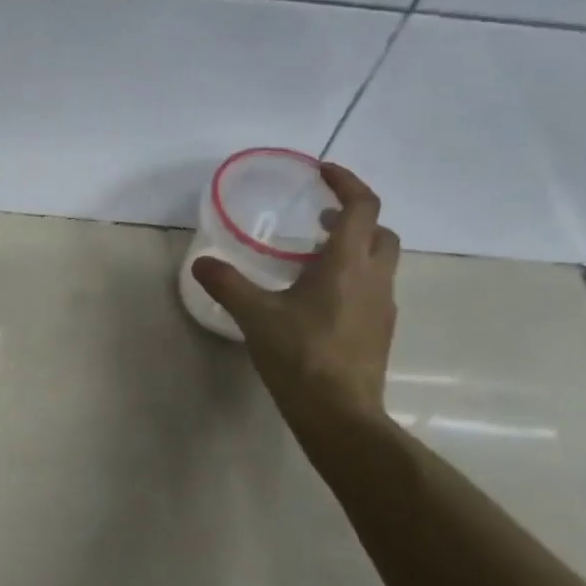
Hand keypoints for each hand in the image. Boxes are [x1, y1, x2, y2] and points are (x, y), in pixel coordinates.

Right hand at [192, 161, 399, 432]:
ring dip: (354, 249)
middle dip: (354, 217)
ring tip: (313, 260)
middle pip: (380, 232)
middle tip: (318, 220)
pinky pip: (372, 289)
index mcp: (348, 264)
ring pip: (380, 262)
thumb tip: (202, 263)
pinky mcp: (380, 331)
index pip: (363, 206)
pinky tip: (319, 302)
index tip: (323, 172)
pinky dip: (352, 279)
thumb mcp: (256, 316)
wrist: (340, 413)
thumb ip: (228, 284)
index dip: (346, 182)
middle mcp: (374, 278)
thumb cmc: (301, 356)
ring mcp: (382, 306)